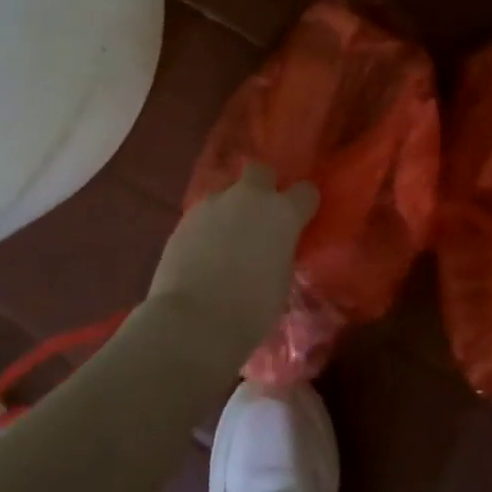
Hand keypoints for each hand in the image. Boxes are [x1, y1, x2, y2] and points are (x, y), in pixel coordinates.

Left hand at [146, 162, 318, 362]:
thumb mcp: (281, 279)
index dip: (304, 204)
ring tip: (226, 240)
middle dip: (263, 186)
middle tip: (259, 216)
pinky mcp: (185, 217)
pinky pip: (204, 214)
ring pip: (227, 193)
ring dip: (231, 209)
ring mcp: (214, 204)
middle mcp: (250, 198)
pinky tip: (203, 252)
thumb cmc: (251, 309)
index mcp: (283, 213)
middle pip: (260, 171)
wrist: (193, 320)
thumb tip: (272, 248)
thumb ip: (280, 251)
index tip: (301, 219)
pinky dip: (208, 227)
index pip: (306, 191)